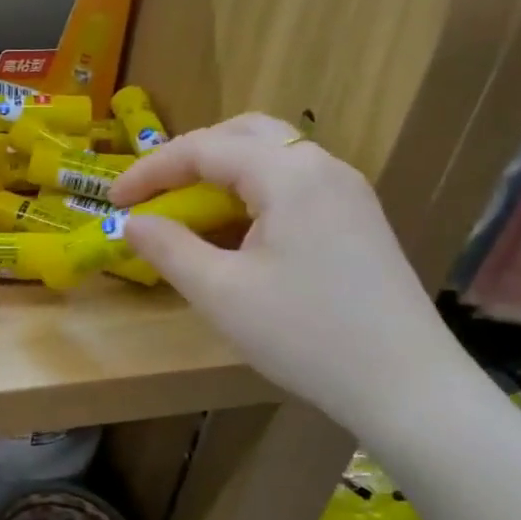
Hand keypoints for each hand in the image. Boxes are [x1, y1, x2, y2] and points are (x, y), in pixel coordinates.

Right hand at [111, 115, 461, 433]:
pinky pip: (295, 182)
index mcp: (289, 174)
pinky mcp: (358, 217)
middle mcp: (322, 166)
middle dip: (189, 157)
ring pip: (273, 155)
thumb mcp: (220, 293)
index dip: (151, 170)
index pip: (204, 149)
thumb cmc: (305, 335)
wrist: (406, 385)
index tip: (114, 201)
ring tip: (190, 210)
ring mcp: (347, 191)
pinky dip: (253, 191)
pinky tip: (239, 231)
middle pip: (243, 134)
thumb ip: (169, 248)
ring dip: (223, 172)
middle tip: (155, 192)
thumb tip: (132, 222)